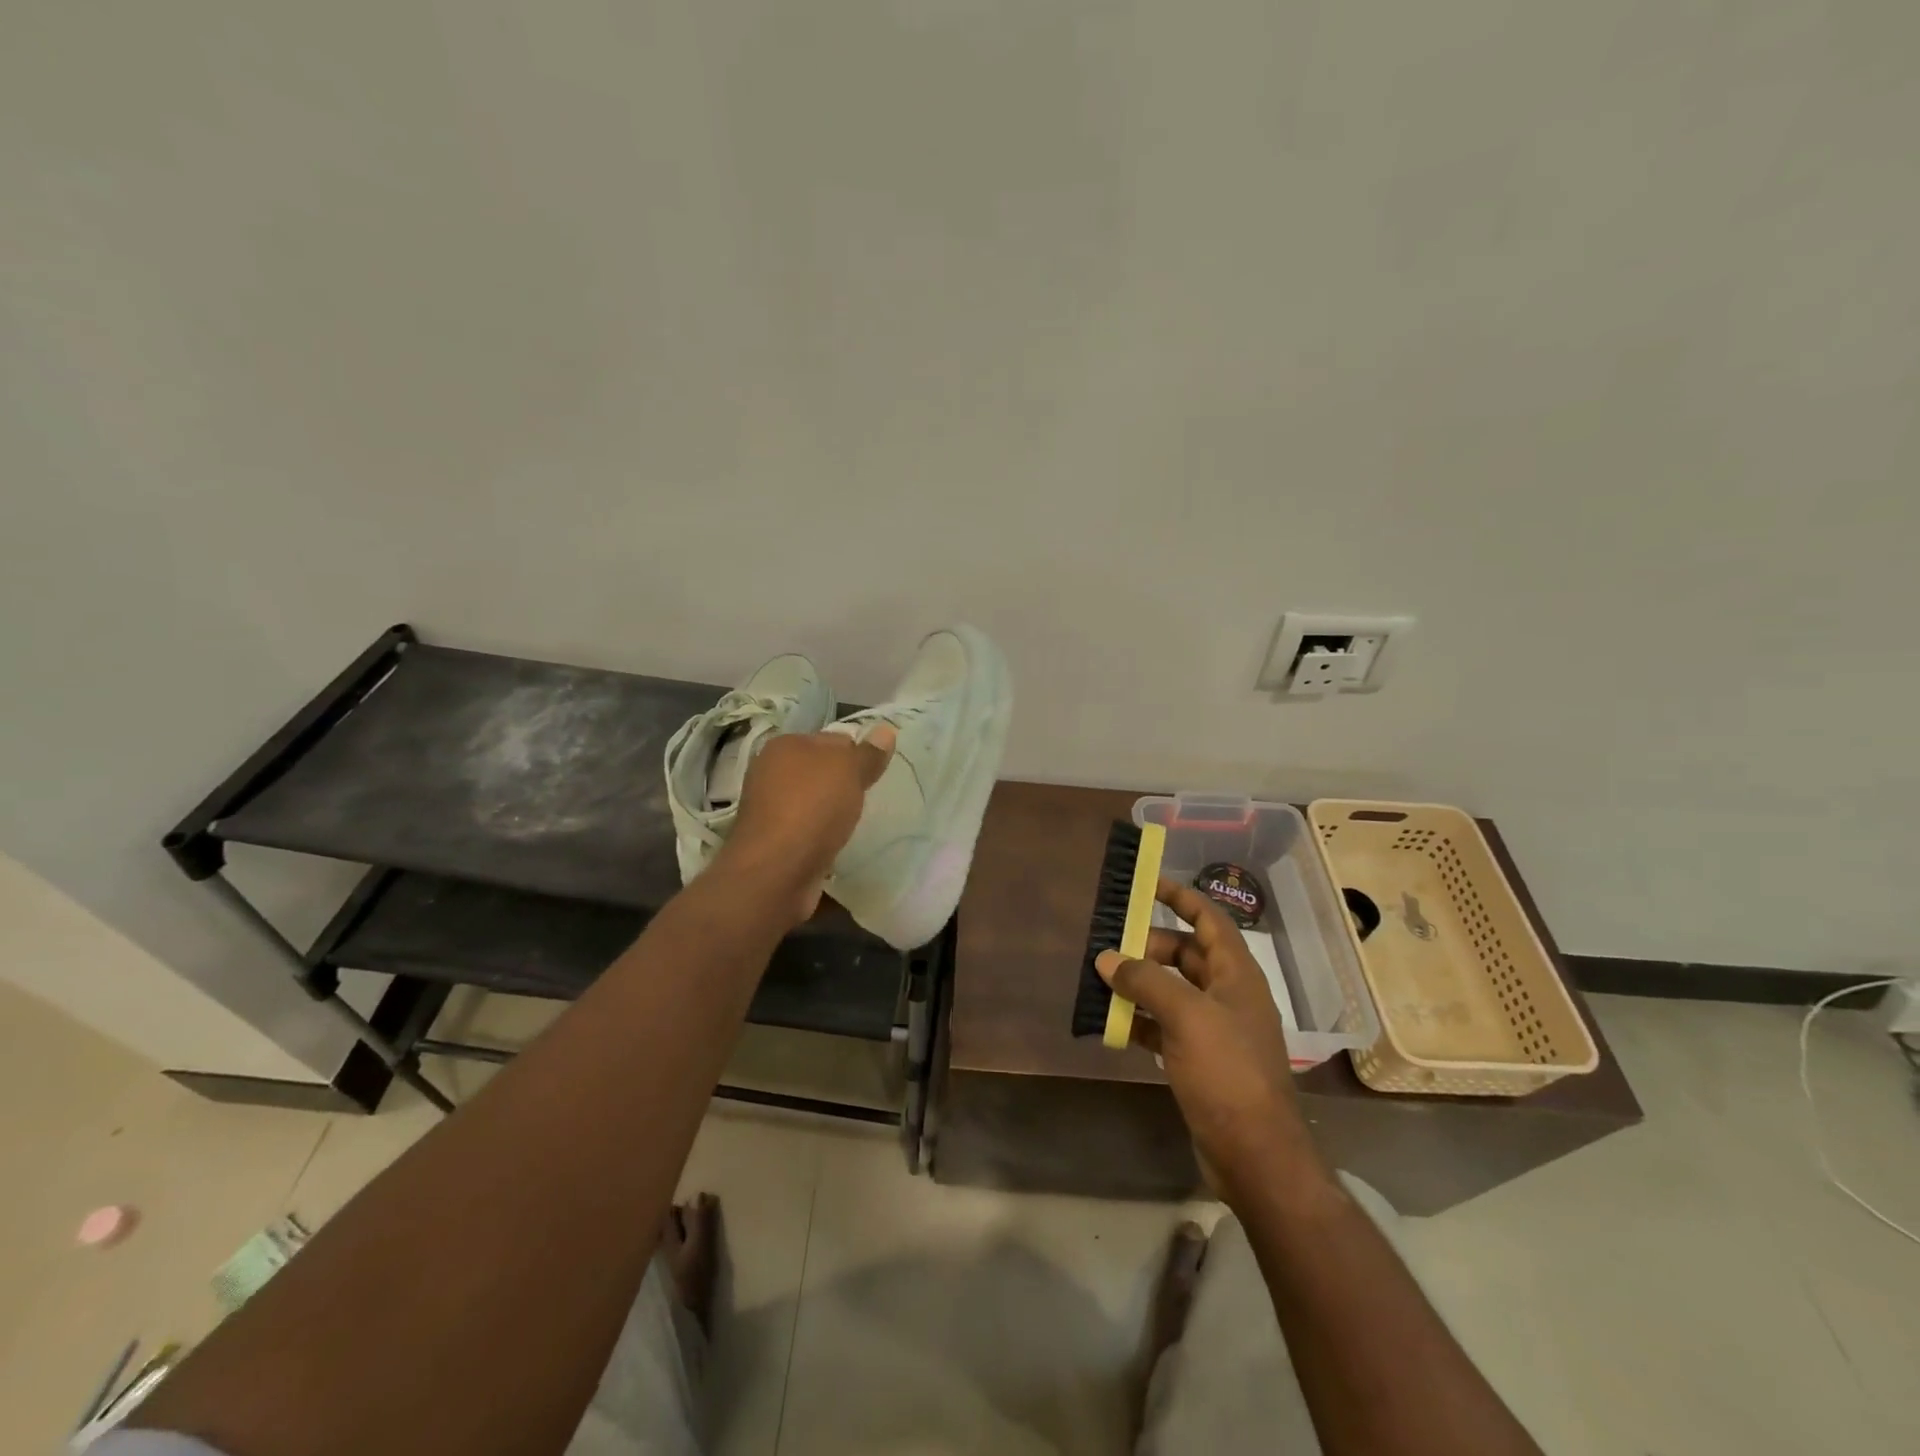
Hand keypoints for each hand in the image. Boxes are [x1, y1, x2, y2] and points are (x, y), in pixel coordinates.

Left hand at [713, 725, 895, 922]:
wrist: (775, 871)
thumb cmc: (812, 808)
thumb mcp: (849, 771)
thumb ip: (868, 753)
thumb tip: (886, 730)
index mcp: (785, 745)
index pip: (833, 739)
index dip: (857, 754)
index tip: (874, 775)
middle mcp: (771, 771)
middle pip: (821, 771)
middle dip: (844, 784)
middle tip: (868, 799)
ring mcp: (768, 807)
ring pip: (813, 800)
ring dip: (832, 811)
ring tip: (854, 824)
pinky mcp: (772, 839)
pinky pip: (806, 828)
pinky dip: (820, 834)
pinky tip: (835, 844)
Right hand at [1096, 879, 1325, 1206]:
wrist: (1255, 1154)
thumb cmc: (1227, 1072)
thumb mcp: (1185, 1016)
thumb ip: (1145, 981)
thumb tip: (1107, 958)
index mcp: (1237, 974)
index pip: (1209, 920)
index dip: (1181, 897)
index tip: (1147, 883)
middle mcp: (1229, 995)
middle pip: (1187, 954)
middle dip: (1149, 946)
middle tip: (1110, 945)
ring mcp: (1215, 1030)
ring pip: (1173, 991)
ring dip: (1141, 983)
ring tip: (1102, 979)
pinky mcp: (1201, 1060)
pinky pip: (1166, 1026)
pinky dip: (1141, 1019)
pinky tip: (1113, 1023)